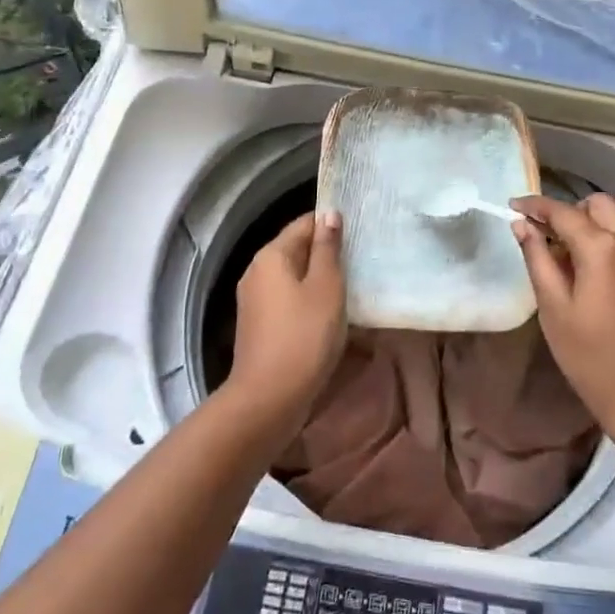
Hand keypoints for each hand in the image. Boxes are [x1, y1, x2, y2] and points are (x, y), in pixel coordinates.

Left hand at [227, 211, 346, 441]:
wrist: (268, 399)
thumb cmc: (304, 336)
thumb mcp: (326, 288)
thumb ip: (327, 249)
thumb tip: (329, 214)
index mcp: (271, 256)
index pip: (304, 224)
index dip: (331, 224)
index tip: (360, 232)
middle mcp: (257, 271)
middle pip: (296, 249)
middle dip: (326, 252)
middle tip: (360, 260)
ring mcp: (254, 299)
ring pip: (292, 276)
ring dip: (319, 278)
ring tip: (351, 286)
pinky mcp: (258, 324)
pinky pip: (287, 299)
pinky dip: (307, 299)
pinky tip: (329, 313)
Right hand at [511, 194, 614, 449]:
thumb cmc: (594, 359)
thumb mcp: (555, 310)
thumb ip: (538, 260)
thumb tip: (522, 226)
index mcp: (603, 248)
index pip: (564, 211)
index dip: (535, 205)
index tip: (512, 205)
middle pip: (597, 205)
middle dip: (568, 210)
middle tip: (542, 234)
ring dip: (588, 224)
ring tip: (561, 256)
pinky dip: (605, 241)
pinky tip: (587, 272)